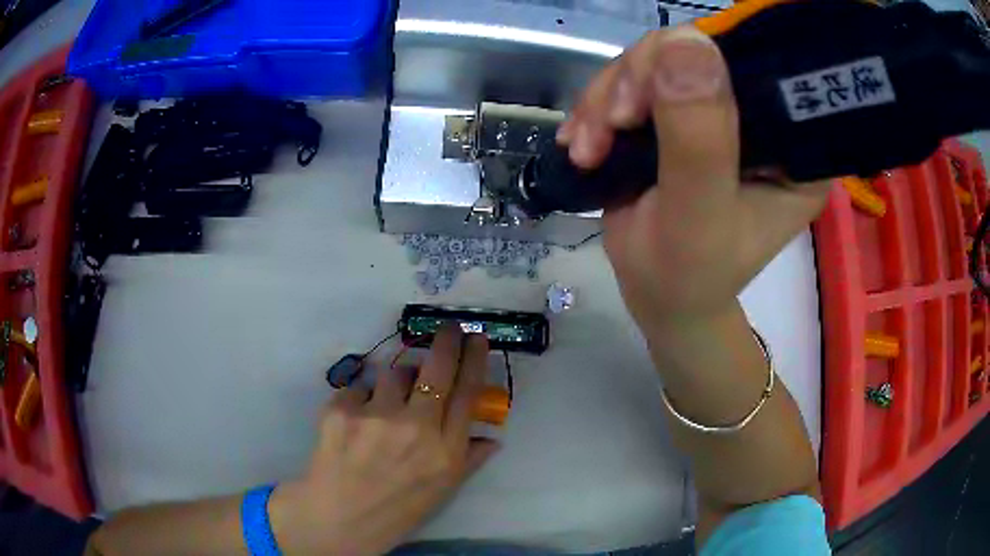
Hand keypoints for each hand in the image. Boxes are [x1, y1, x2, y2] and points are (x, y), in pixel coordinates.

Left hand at [269, 327, 498, 554]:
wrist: (338, 519)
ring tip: (385, 405)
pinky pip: (358, 388)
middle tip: (448, 329)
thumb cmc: (396, 509)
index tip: (477, 338)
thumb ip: (469, 459)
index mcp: (445, 450)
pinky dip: (359, 400)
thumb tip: (493, 436)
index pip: (468, 392)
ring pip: (393, 373)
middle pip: (437, 368)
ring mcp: (376, 417)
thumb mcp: (442, 490)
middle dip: (447, 340)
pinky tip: (354, 423)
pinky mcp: (341, 411)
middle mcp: (416, 428)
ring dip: (394, 382)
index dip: (475, 359)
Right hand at [557, 26, 830, 328]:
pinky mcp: (683, 114)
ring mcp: (720, 112)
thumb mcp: (697, 217)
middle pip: (698, 53)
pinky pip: (636, 81)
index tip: (650, 97)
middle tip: (610, 125)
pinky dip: (599, 106)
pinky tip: (582, 140)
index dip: (702, 59)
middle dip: (640, 80)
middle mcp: (764, 119)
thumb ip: (699, 138)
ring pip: (658, 62)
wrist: (658, 294)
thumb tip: (685, 40)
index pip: (759, 68)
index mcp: (796, 147)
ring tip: (587, 148)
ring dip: (608, 98)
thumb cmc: (686, 275)